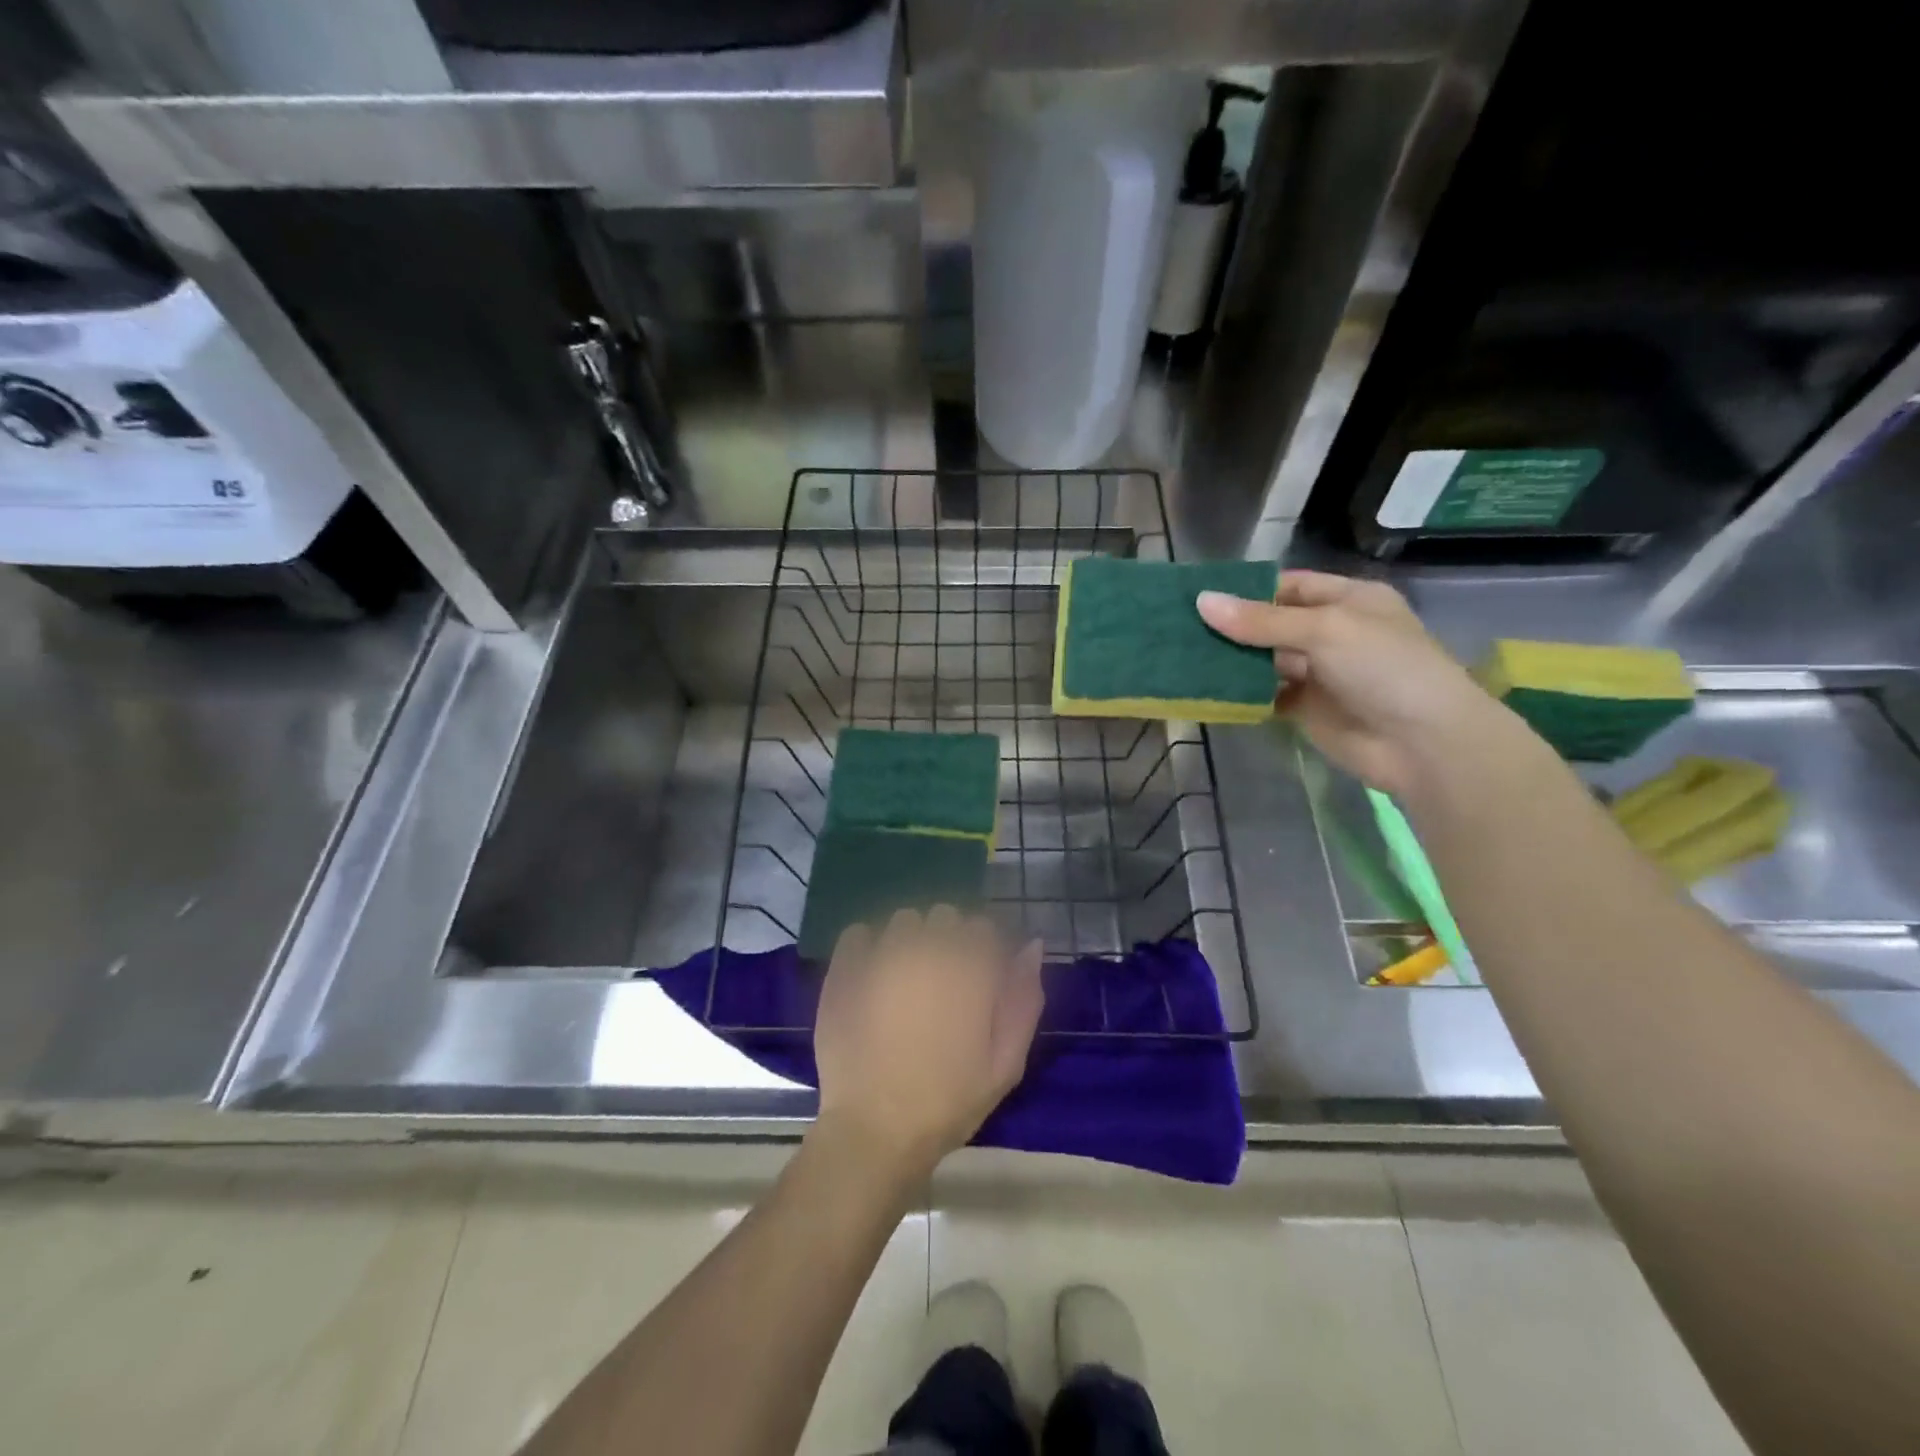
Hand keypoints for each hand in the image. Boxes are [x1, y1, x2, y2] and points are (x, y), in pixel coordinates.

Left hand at [812, 906, 1043, 1180]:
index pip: (984, 926)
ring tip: (905, 979)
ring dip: (911, 939)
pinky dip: (868, 945)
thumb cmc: (949, 1101)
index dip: (984, 950)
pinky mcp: (846, 966)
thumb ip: (1023, 998)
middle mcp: (928, 946)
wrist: (875, 1129)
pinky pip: (859, 933)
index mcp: (970, 966)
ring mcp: (883, 952)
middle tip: (942, 983)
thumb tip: (1032, 946)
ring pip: (904, 920)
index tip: (978, 979)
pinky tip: (872, 975)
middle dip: (948, 940)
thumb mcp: (1006, 1062)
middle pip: (945, 915)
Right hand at [1196, 570, 1497, 795]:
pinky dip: (1241, 693)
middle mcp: (1332, 633)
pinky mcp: (1306, 709)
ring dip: (1232, 660)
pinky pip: (1266, 694)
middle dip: (1233, 626)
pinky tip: (1208, 689)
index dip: (1248, 590)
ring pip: (1265, 660)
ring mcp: (1319, 673)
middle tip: (1181, 628)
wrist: (1422, 743)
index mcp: (1348, 601)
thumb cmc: (1383, 668)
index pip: (1289, 587)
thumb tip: (1202, 602)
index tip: (1201, 597)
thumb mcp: (1324, 630)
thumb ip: (1261, 620)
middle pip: (1272, 624)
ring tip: (1184, 655)